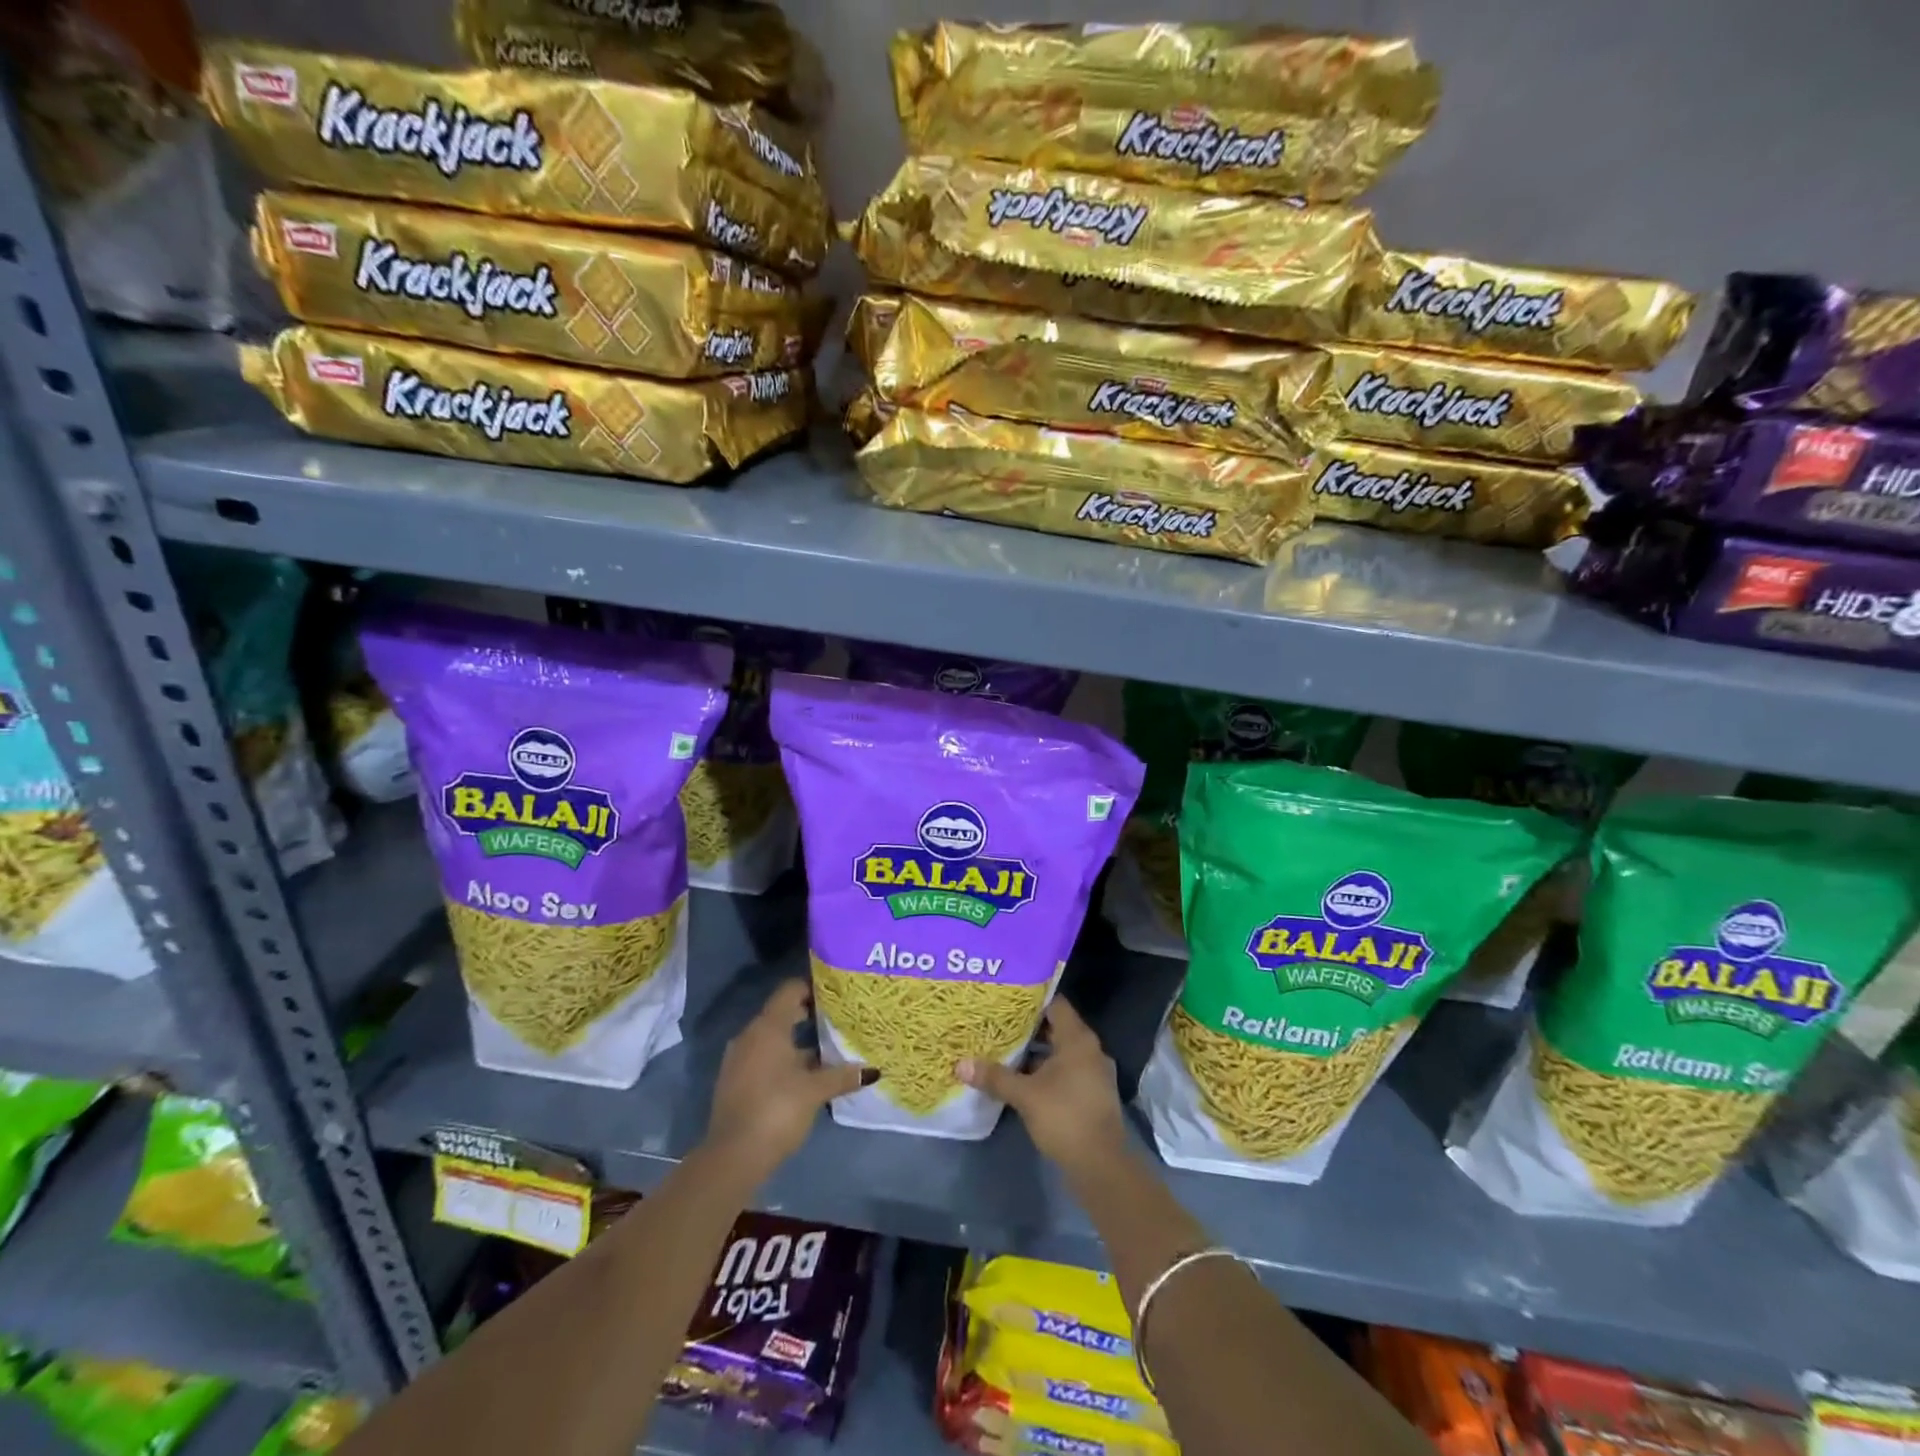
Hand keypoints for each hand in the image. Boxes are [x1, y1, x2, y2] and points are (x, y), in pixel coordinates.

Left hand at [704, 980, 871, 1186]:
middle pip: (783, 1013)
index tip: (837, 995)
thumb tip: (873, 1070)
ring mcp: (740, 1059)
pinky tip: (806, 1075)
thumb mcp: (815, 1091)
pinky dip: (784, 1060)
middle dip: (810, 1016)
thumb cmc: (777, 1110)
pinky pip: (764, 1058)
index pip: (791, 990)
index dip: (813, 988)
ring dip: (798, 1042)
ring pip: (774, 1039)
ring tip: (828, 1049)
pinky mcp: (736, 1081)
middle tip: (839, 1021)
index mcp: (768, 1027)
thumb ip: (843, 1075)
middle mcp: (751, 1035)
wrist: (732, 1157)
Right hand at [956, 997, 1127, 1176]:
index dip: (1032, 1000)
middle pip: (1057, 1028)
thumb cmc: (1064, 1117)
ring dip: (1037, 1052)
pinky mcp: (1092, 1095)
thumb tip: (960, 1064)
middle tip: (1000, 1024)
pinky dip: (1048, 1071)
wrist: (1101, 1166)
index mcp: (1078, 1040)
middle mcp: (1090, 1050)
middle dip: (1029, 1028)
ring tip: (1007, 1050)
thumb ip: (995, 1077)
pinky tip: (1024, 1079)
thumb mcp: (1025, 1096)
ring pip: (1062, 1053)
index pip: (1056, 1005)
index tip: (1008, 999)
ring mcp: (1094, 1074)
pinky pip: (1067, 1072)